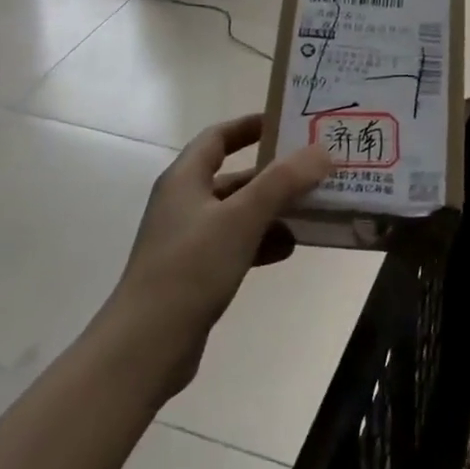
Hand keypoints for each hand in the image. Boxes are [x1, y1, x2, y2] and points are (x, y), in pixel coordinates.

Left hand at [107, 113, 331, 401]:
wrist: (147, 346)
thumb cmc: (191, 268)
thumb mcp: (241, 218)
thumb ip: (283, 182)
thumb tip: (322, 151)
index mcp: (185, 179)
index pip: (218, 137)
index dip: (250, 126)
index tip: (286, 123)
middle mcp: (184, 202)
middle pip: (234, 176)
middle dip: (273, 174)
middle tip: (314, 170)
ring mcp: (188, 239)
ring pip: (238, 213)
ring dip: (272, 210)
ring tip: (312, 210)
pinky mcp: (195, 272)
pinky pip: (235, 244)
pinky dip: (261, 242)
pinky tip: (288, 249)